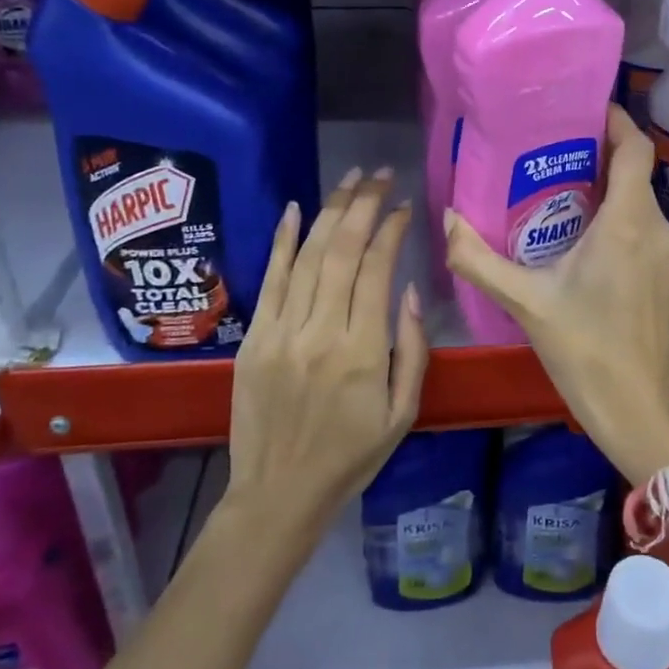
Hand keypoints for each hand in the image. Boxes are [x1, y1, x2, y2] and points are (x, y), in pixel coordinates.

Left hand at [225, 169, 428, 533]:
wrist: (278, 494)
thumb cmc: (351, 456)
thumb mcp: (403, 413)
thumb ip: (413, 349)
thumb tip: (410, 289)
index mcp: (363, 352)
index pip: (378, 270)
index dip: (391, 229)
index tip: (403, 206)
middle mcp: (321, 331)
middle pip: (343, 251)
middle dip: (363, 205)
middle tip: (379, 174)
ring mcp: (281, 332)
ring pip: (309, 256)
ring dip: (330, 211)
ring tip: (349, 179)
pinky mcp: (254, 338)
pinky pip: (270, 280)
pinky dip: (283, 241)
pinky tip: (297, 209)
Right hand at [445, 106, 668, 482]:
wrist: (633, 408)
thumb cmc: (583, 349)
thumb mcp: (524, 302)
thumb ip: (478, 259)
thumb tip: (448, 219)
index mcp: (627, 223)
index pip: (636, 149)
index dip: (617, 121)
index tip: (585, 109)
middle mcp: (656, 229)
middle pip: (636, 173)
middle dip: (600, 155)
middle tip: (554, 151)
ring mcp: (668, 255)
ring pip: (640, 203)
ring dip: (609, 189)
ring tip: (562, 191)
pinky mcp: (668, 277)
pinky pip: (644, 229)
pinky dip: (619, 218)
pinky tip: (585, 238)